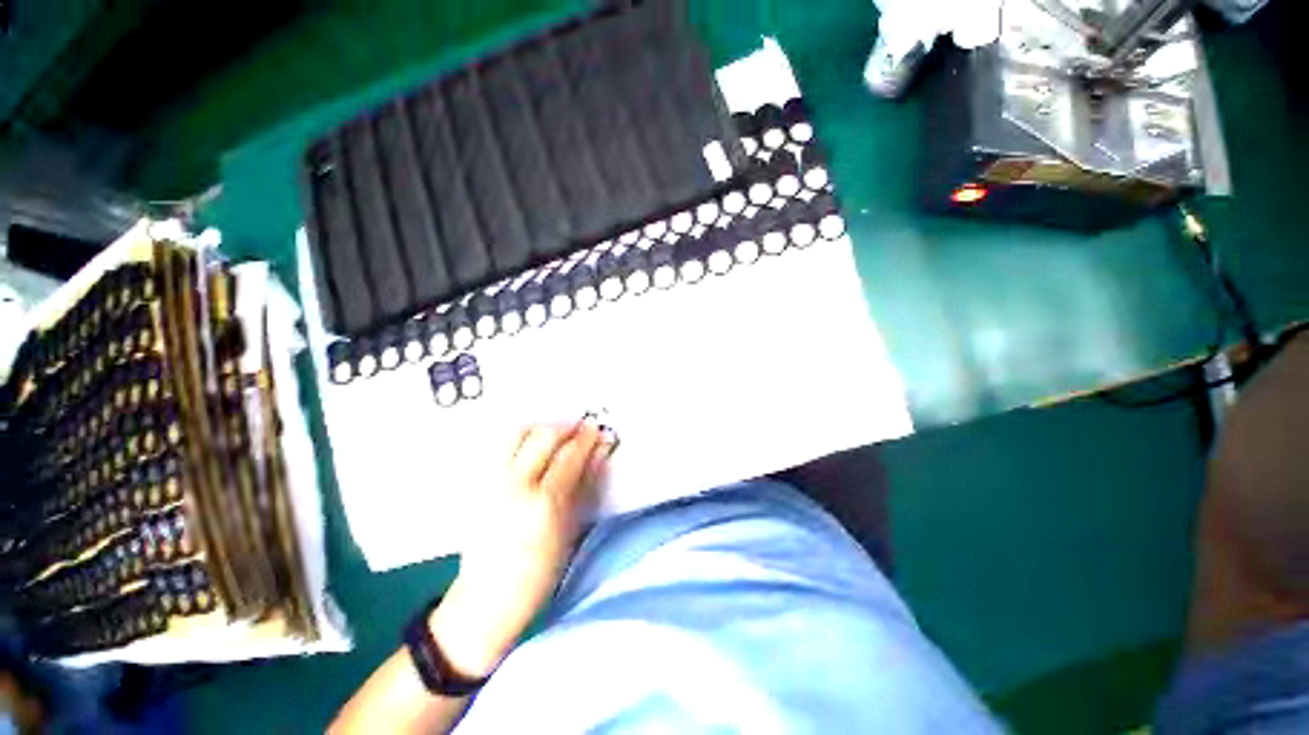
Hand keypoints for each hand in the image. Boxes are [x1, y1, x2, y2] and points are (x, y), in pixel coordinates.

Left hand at [431, 418, 613, 677]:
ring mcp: (491, 482)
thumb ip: (586, 483)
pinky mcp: (476, 485)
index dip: (587, 437)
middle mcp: (515, 484)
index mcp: (545, 501)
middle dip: (565, 426)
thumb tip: (601, 450)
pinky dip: (519, 438)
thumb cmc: (539, 572)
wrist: (486, 599)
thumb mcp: (571, 529)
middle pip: (543, 436)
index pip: (570, 454)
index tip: (597, 427)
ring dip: (540, 427)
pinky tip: (530, 445)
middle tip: (579, 426)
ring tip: (554, 433)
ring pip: (517, 433)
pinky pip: (500, 447)